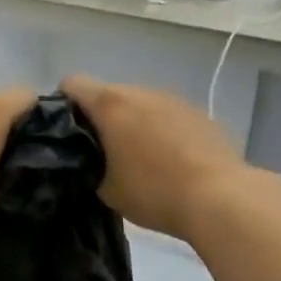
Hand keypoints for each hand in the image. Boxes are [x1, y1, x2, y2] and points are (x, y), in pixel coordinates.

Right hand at [61, 74, 253, 242]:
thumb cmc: (153, 192)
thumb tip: (90, 161)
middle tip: (101, 152)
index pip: (73, 83)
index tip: (66, 132)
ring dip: (133, 122)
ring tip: (139, 157)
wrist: (218, 197)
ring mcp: (173, 99)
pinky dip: (160, 129)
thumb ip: (90, 166)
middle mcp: (141, 91)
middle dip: (101, 116)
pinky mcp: (199, 113)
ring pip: (140, 103)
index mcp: (111, 104)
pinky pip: (167, 115)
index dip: (63, 104)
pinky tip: (169, 159)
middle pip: (109, 93)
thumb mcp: (106, 190)